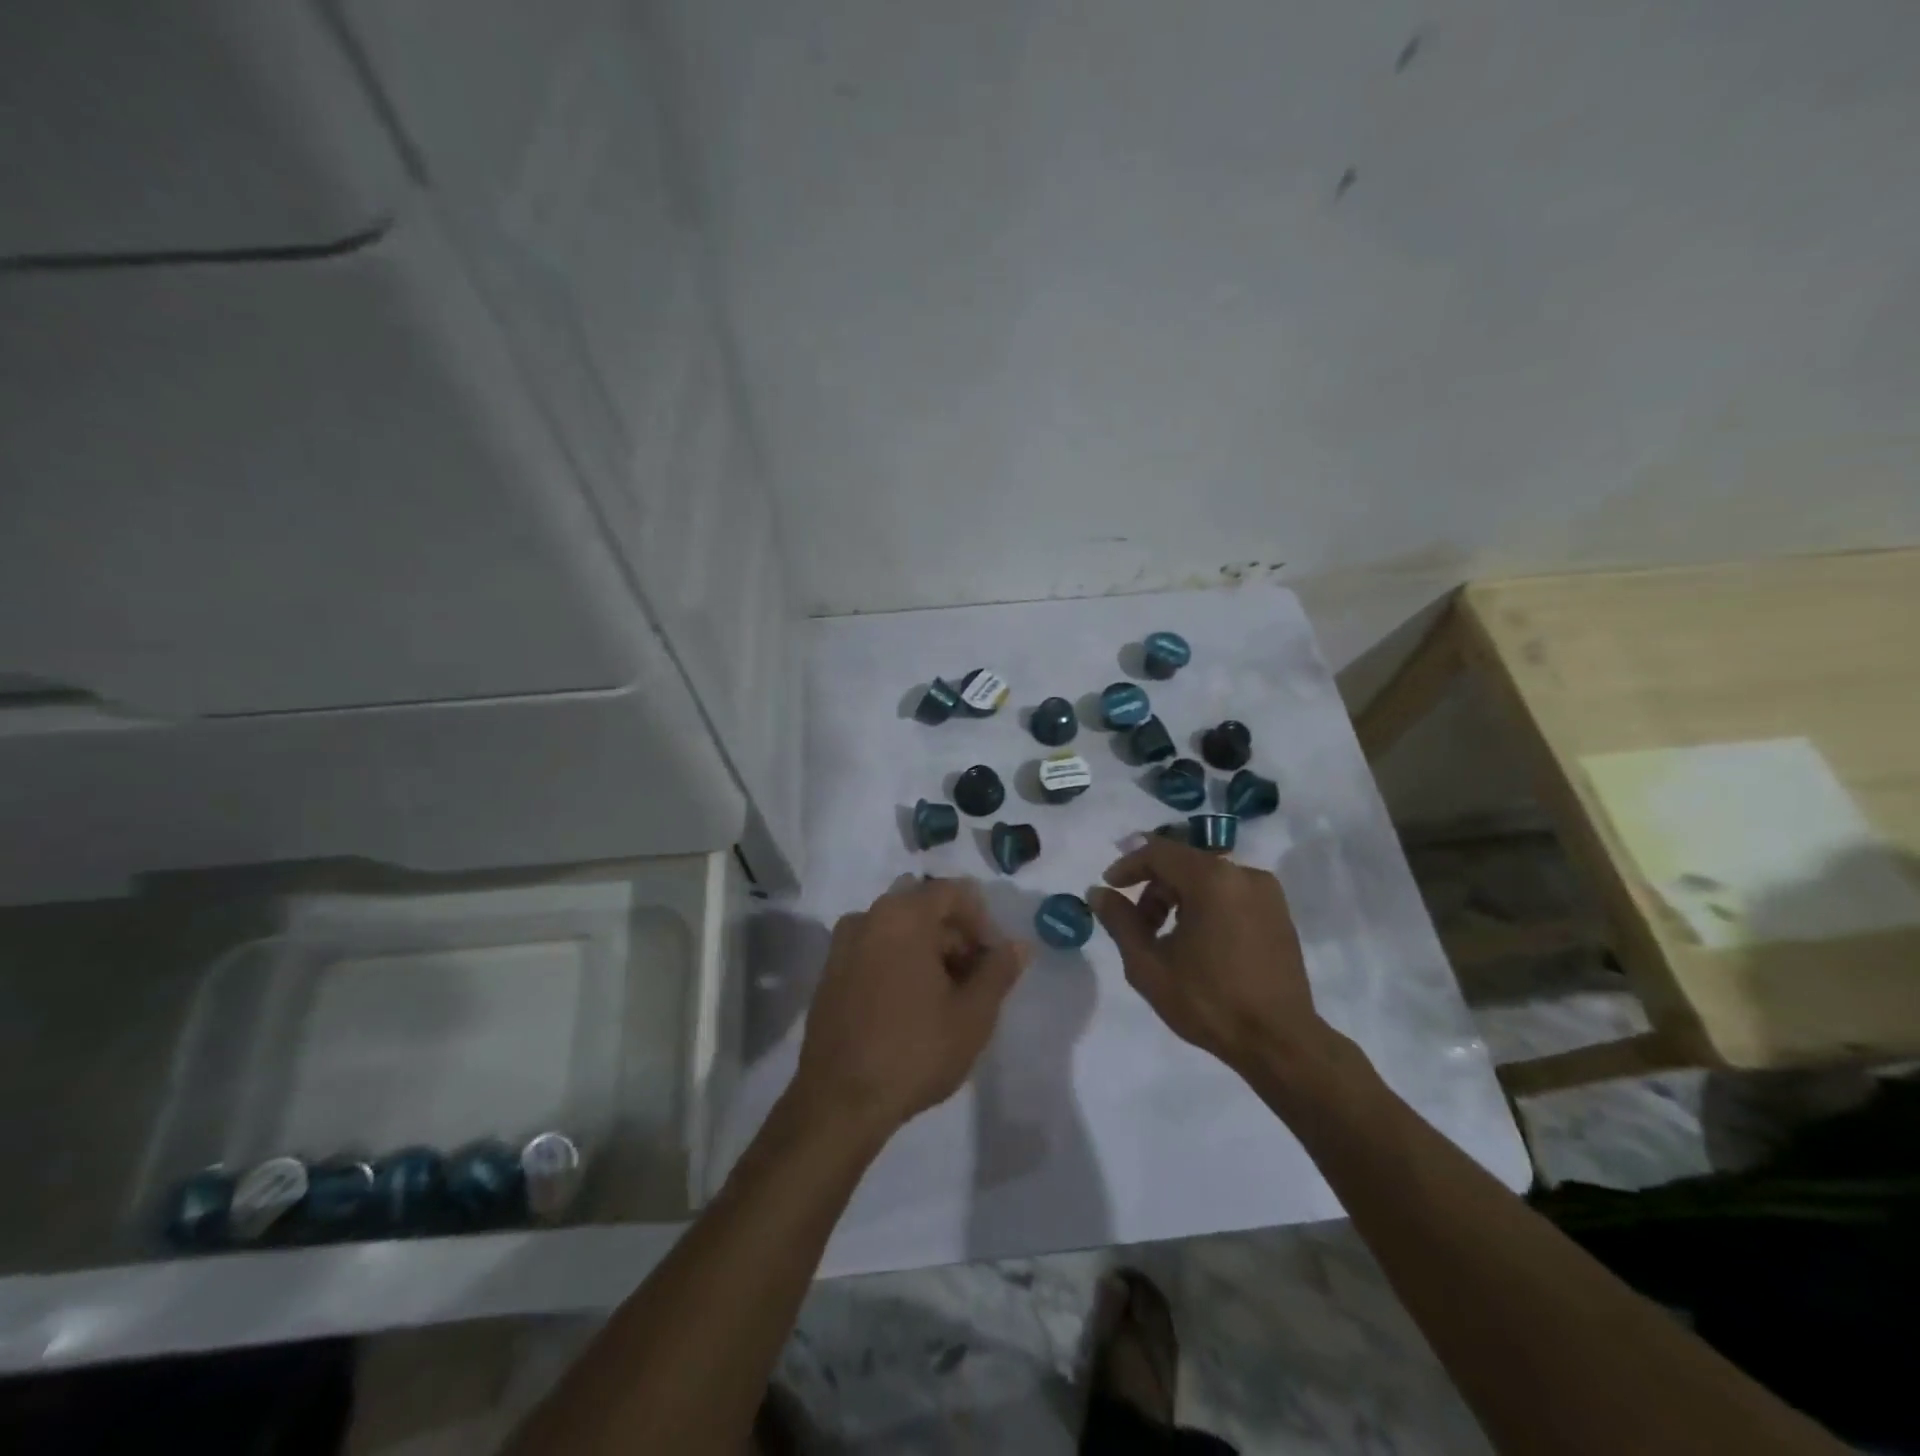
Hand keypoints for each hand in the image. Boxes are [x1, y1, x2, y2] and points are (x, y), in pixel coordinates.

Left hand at [790, 878, 1029, 1138]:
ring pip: (899, 929)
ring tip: (945, 997)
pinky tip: (910, 1005)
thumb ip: (999, 971)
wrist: (839, 1101)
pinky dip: (898, 961)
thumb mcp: (973, 1015)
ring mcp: (843, 944)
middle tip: (974, 981)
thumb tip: (1018, 945)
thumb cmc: (914, 1051)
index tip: (992, 960)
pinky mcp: (830, 972)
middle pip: (925, 908)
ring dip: (927, 950)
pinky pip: (875, 949)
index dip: (981, 920)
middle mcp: (869, 916)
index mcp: (903, 915)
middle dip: (955, 937)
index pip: (953, 892)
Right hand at [1091, 838, 1325, 1073]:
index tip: (1109, 887)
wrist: (1279, 1043)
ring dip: (1179, 896)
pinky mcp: (1279, 912)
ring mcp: (1266, 892)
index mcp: (1212, 879)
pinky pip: (1230, 892)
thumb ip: (1120, 921)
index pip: (1159, 851)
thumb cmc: (1208, 1002)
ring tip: (1166, 937)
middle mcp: (1243, 874)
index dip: (1128, 865)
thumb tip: (1098, 893)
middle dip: (1153, 887)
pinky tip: (1198, 941)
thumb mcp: (1148, 965)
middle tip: (1137, 924)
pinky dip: (1206, 904)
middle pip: (1184, 863)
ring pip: (1207, 877)